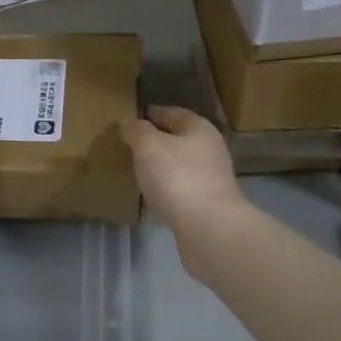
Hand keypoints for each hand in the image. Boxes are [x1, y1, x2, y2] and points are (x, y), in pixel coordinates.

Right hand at [119, 106, 241, 233]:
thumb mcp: (148, 146)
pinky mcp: (208, 205)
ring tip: (140, 171)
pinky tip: (154, 196)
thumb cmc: (177, 177)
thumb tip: (128, 122)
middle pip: (181, 140)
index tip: (136, 117)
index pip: (175, 113)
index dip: (155, 113)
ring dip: (163, 167)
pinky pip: (182, 190)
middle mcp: (210, 150)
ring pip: (182, 166)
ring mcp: (212, 180)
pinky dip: (168, 189)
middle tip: (134, 145)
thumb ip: (137, 131)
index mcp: (200, 129)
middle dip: (159, 141)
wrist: (208, 227)